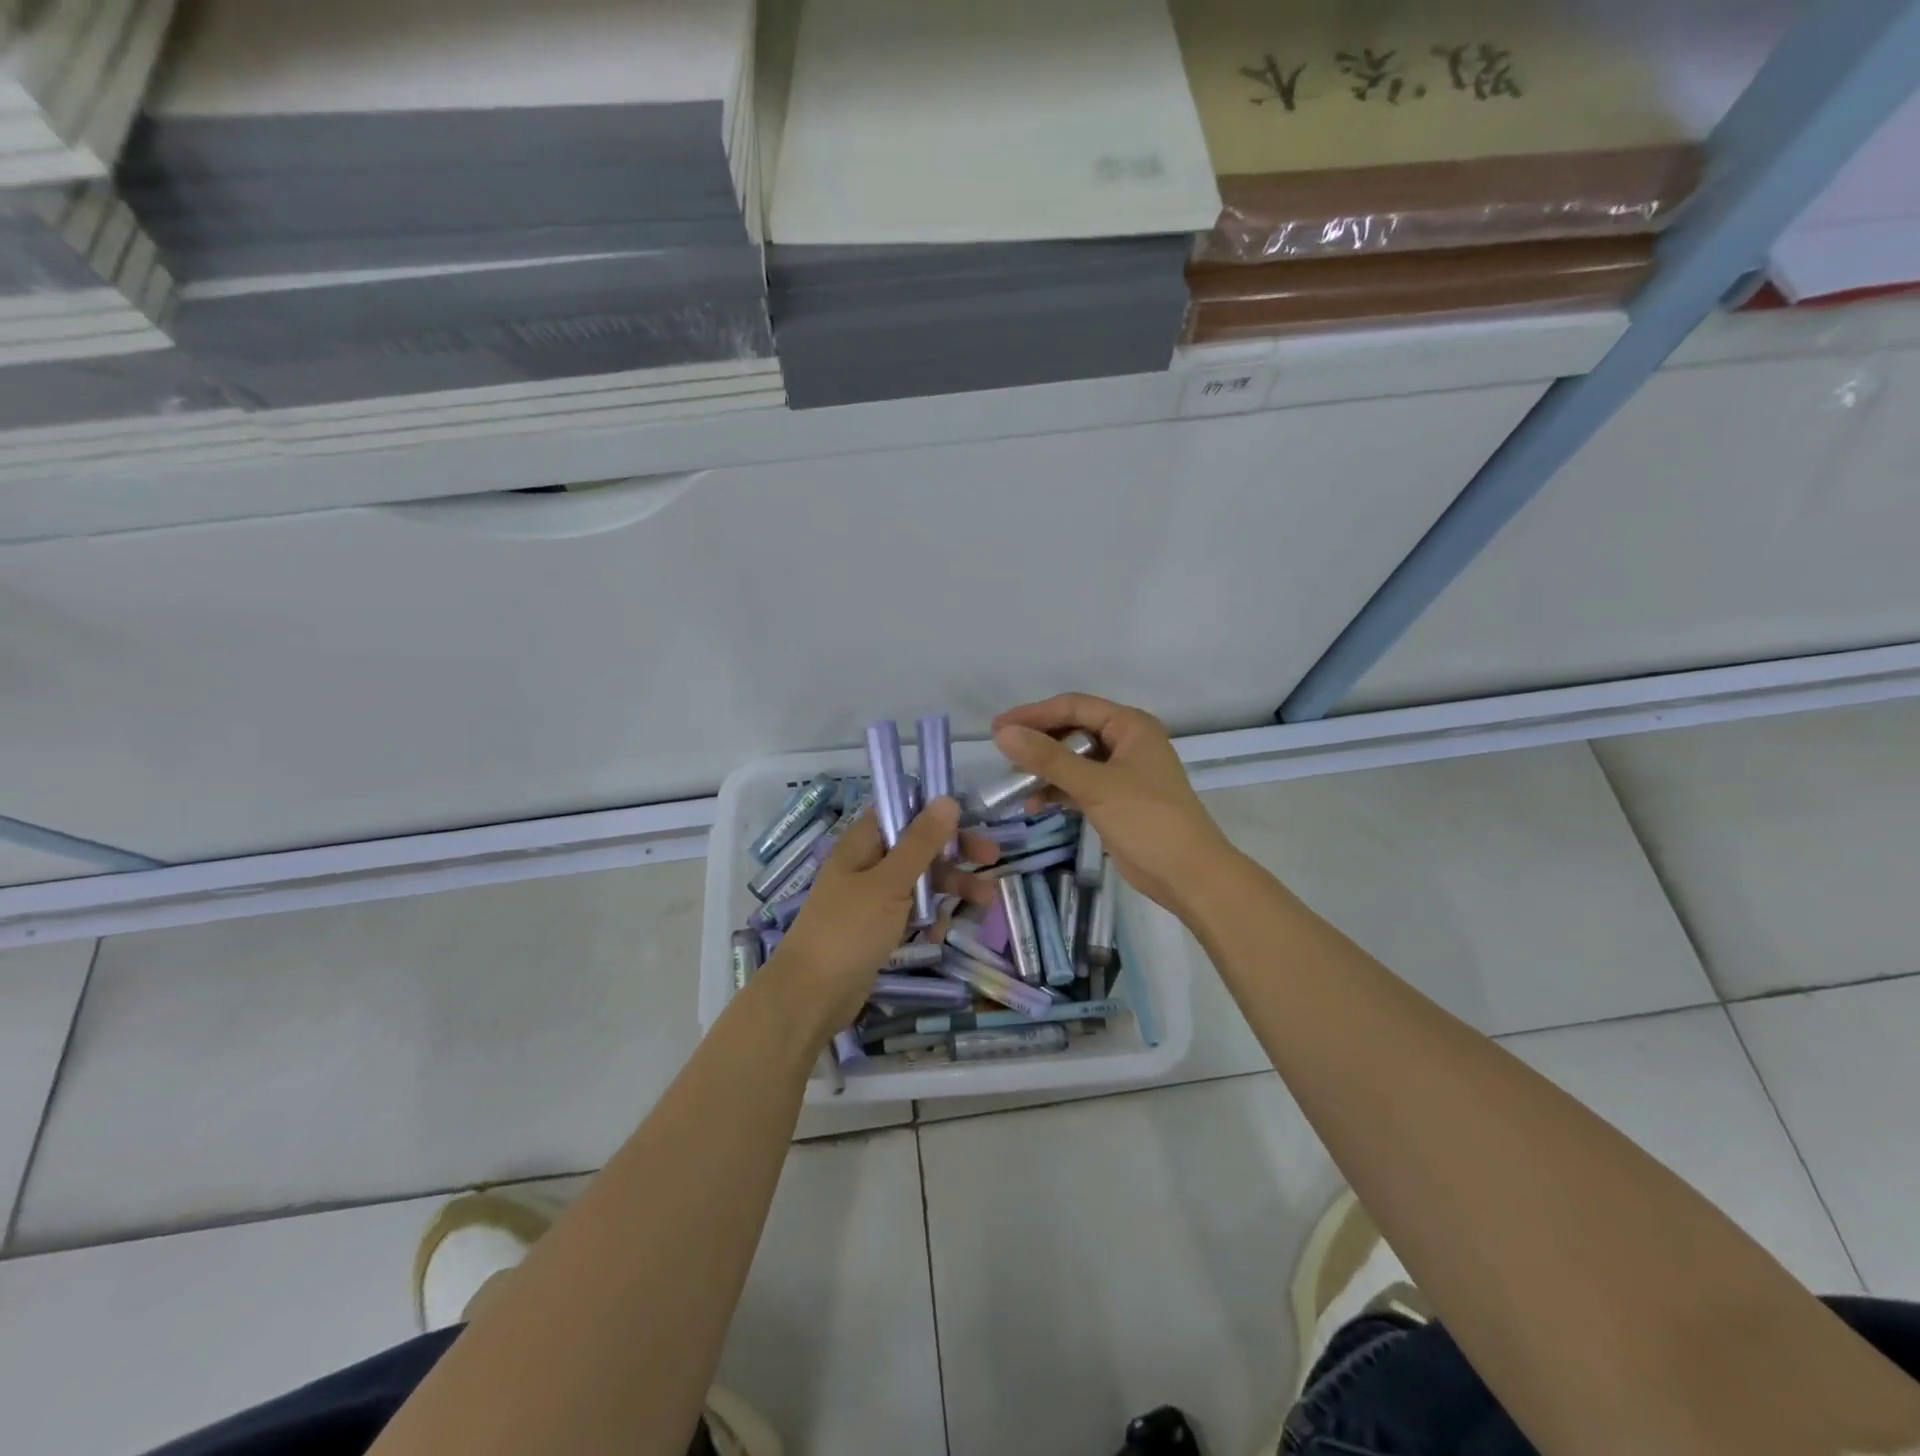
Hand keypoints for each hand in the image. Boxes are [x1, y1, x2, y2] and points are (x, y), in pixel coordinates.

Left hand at [768, 800, 1000, 1039]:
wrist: (811, 995)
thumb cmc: (849, 930)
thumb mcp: (890, 882)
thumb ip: (920, 842)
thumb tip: (946, 799)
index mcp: (862, 843)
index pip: (902, 812)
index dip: (935, 814)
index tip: (970, 822)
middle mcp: (866, 864)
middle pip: (917, 847)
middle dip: (954, 854)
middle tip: (992, 860)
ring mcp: (870, 898)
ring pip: (918, 882)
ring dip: (950, 888)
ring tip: (986, 902)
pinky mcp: (875, 928)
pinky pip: (909, 913)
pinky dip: (927, 918)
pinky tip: (938, 934)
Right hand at [991, 693, 1234, 914]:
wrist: (1188, 874)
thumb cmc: (1147, 820)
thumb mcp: (1095, 785)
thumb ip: (1048, 758)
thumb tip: (1003, 734)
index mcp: (1130, 726)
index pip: (1074, 706)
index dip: (1034, 714)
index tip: (998, 728)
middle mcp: (1126, 742)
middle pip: (1072, 731)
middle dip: (1038, 742)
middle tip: (1002, 753)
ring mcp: (1121, 772)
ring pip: (1073, 760)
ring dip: (1045, 769)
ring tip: (1015, 784)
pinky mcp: (1115, 800)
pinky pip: (1078, 785)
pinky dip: (1057, 791)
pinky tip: (1035, 804)